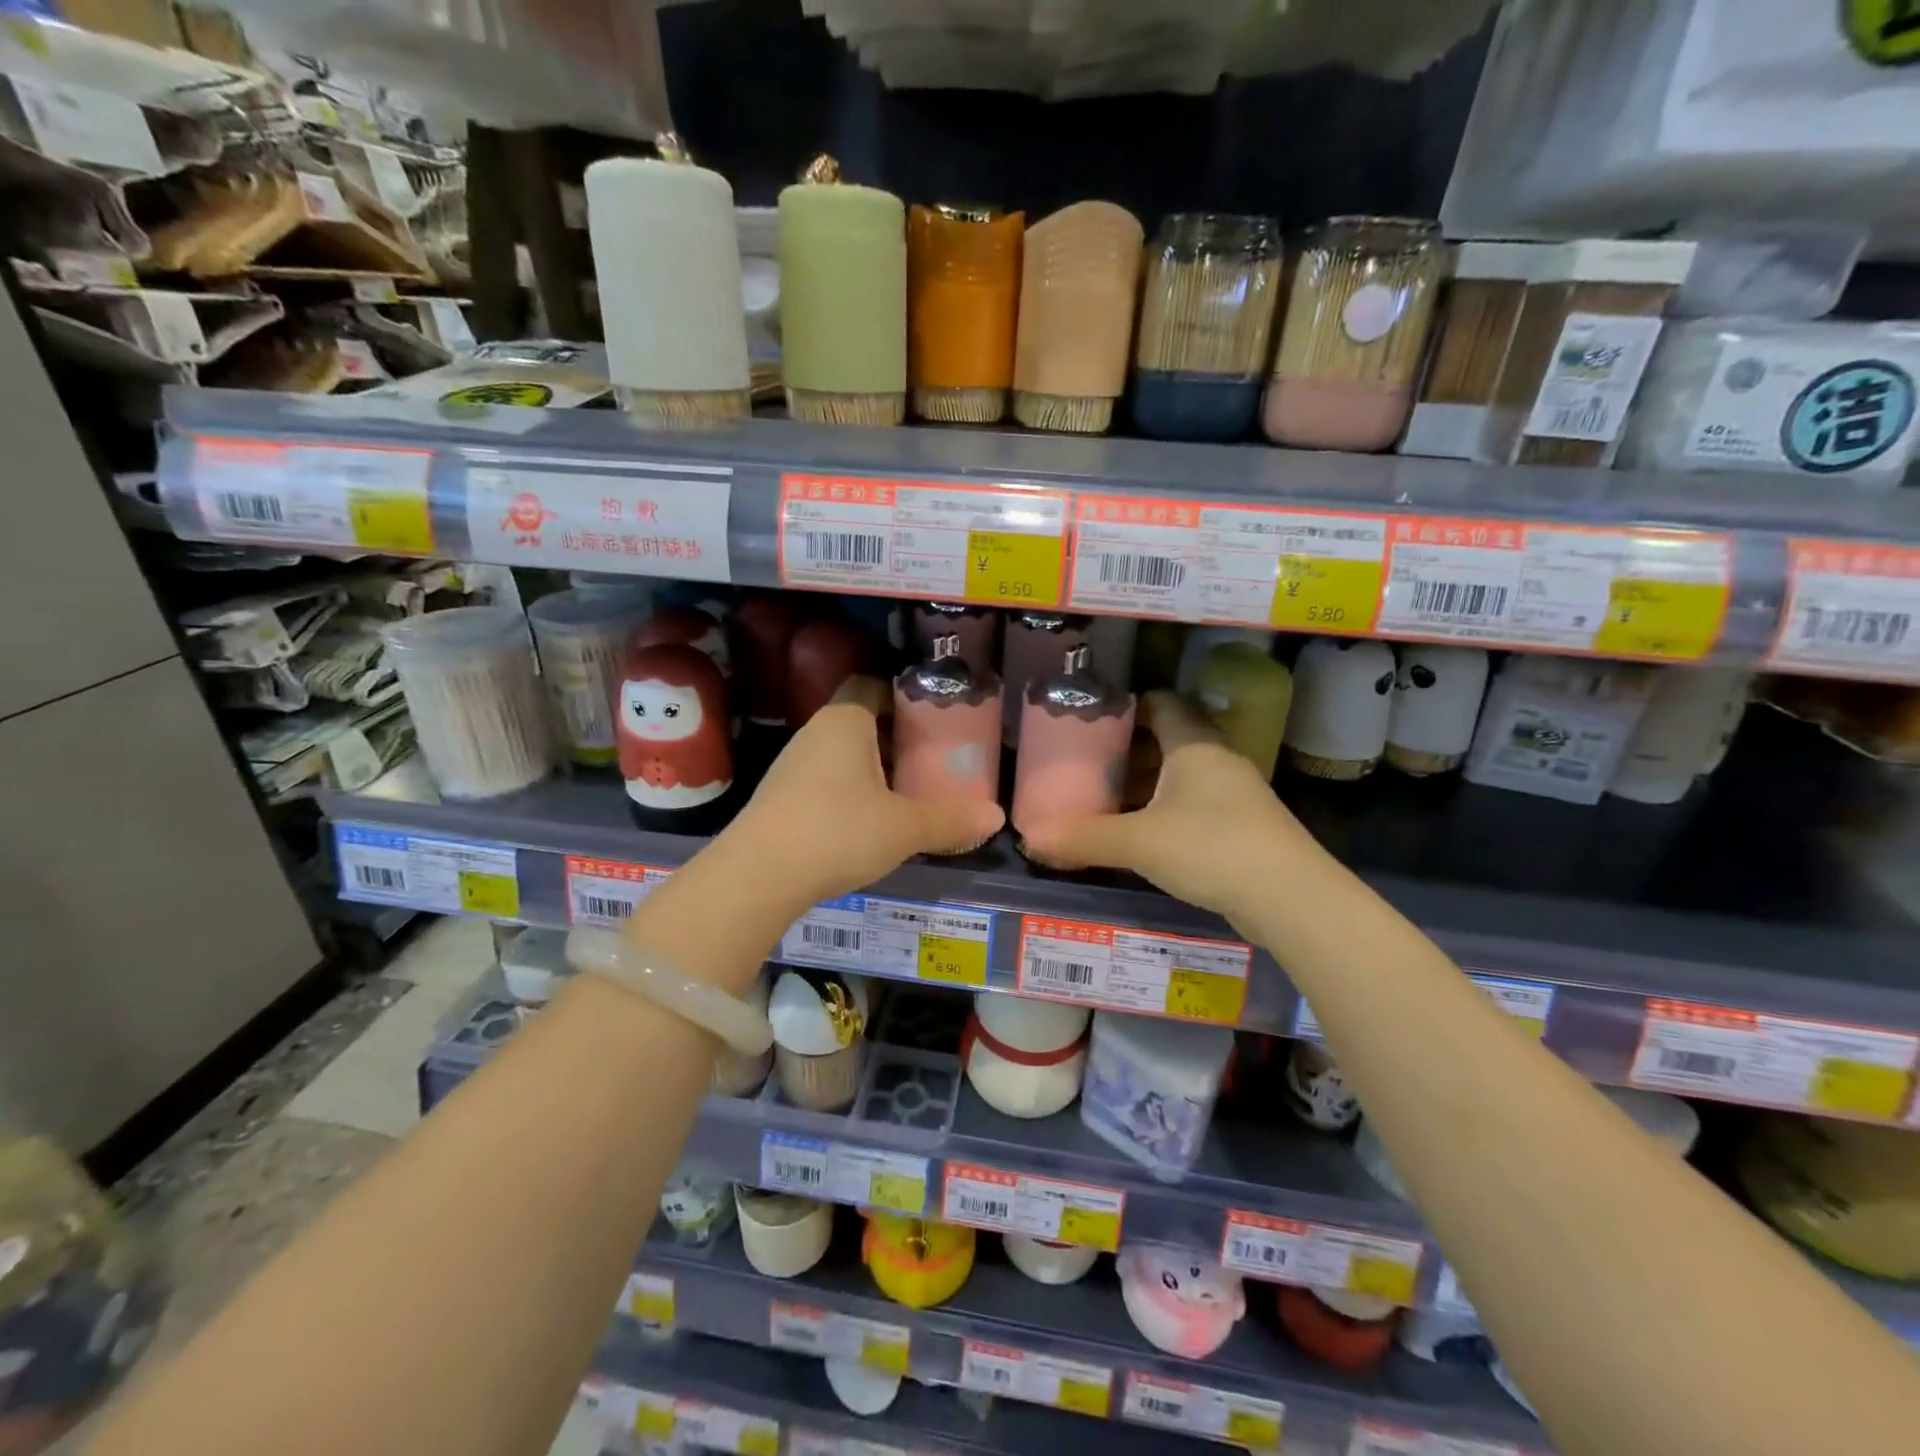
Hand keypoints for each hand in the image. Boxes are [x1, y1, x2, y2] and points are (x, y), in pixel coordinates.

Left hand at [722, 676, 1005, 904]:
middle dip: (894, 741)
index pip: (873, 687)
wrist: (758, 876)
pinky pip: (824, 783)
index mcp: (845, 721)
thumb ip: (951, 820)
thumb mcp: (905, 828)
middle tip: (930, 763)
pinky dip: (848, 794)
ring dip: (871, 771)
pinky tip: (866, 824)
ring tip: (904, 796)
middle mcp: (815, 732)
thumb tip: (996, 817)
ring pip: (842, 756)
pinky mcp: (780, 798)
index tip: (933, 723)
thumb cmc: (839, 832)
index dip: (903, 700)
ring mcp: (792, 765)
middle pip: (861, 723)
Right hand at [1019, 692, 1318, 929]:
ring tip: (1108, 802)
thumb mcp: (1139, 842)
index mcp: (1194, 745)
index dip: (1129, 706)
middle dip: (1130, 752)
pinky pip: (1195, 806)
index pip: (1162, 704)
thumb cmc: (1210, 848)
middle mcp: (1218, 761)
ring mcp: (1236, 795)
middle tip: (1090, 766)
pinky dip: (1166, 812)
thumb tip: (1030, 838)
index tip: (1094, 721)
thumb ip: (1085, 838)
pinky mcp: (1244, 827)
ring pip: (1182, 777)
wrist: (1290, 898)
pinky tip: (1144, 837)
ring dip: (1148, 786)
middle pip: (1169, 741)